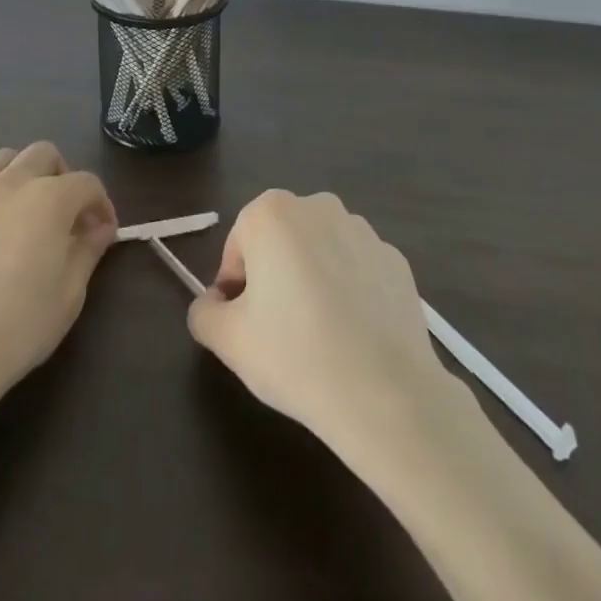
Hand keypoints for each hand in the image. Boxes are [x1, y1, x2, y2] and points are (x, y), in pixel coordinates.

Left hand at [0, 142, 118, 402]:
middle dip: (61, 176)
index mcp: (49, 199)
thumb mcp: (69, 294)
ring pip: (1, 161)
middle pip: (43, 154)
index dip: (101, 204)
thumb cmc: (18, 327)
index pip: (86, 183)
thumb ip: (87, 250)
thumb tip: (99, 228)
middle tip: (62, 214)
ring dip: (20, 178)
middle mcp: (9, 183)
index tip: (101, 232)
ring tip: (19, 213)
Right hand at [187, 190, 458, 452]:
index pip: (238, 246)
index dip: (235, 286)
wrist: (386, 394)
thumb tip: (214, 304)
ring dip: (312, 279)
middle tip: (277, 330)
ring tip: (318, 335)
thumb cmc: (294, 355)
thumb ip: (203, 312)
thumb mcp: (227, 340)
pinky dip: (350, 291)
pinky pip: (357, 270)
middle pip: (280, 241)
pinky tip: (353, 335)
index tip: (245, 323)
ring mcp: (364, 230)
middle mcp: (319, 207)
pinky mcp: (396, 260)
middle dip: (273, 276)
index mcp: (272, 213)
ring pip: (320, 252)